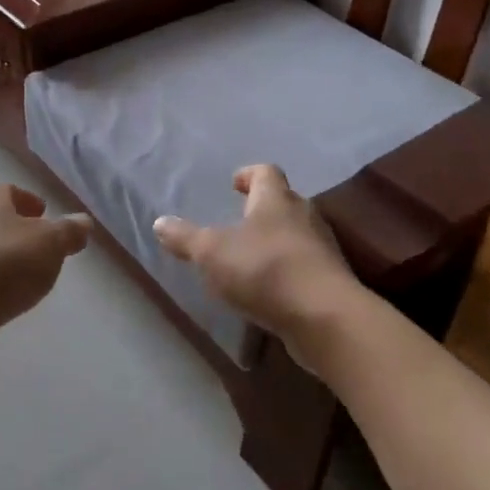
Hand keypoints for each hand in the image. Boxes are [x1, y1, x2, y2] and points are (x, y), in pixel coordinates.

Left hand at [0, 185, 91, 374]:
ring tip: (27, 278)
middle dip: (16, 232)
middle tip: (41, 249)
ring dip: (2, 260)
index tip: (45, 215)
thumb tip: (83, 222)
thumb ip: (69, 232)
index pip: (10, 192)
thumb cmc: (4, 265)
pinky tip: (4, 300)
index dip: (29, 202)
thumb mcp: (51, 244)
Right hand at [153, 164, 364, 371]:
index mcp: (276, 199)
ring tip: (250, 257)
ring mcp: (322, 249)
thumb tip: (159, 222)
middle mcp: (304, 216)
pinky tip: (269, 290)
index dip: (249, 175)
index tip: (235, 183)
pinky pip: (304, 266)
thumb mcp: (211, 252)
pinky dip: (286, 271)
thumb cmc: (264, 269)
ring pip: (296, 234)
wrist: (324, 317)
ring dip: (275, 241)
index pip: (266, 173)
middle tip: (240, 219)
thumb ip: (185, 238)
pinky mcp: (330, 281)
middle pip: (284, 202)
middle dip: (263, 209)